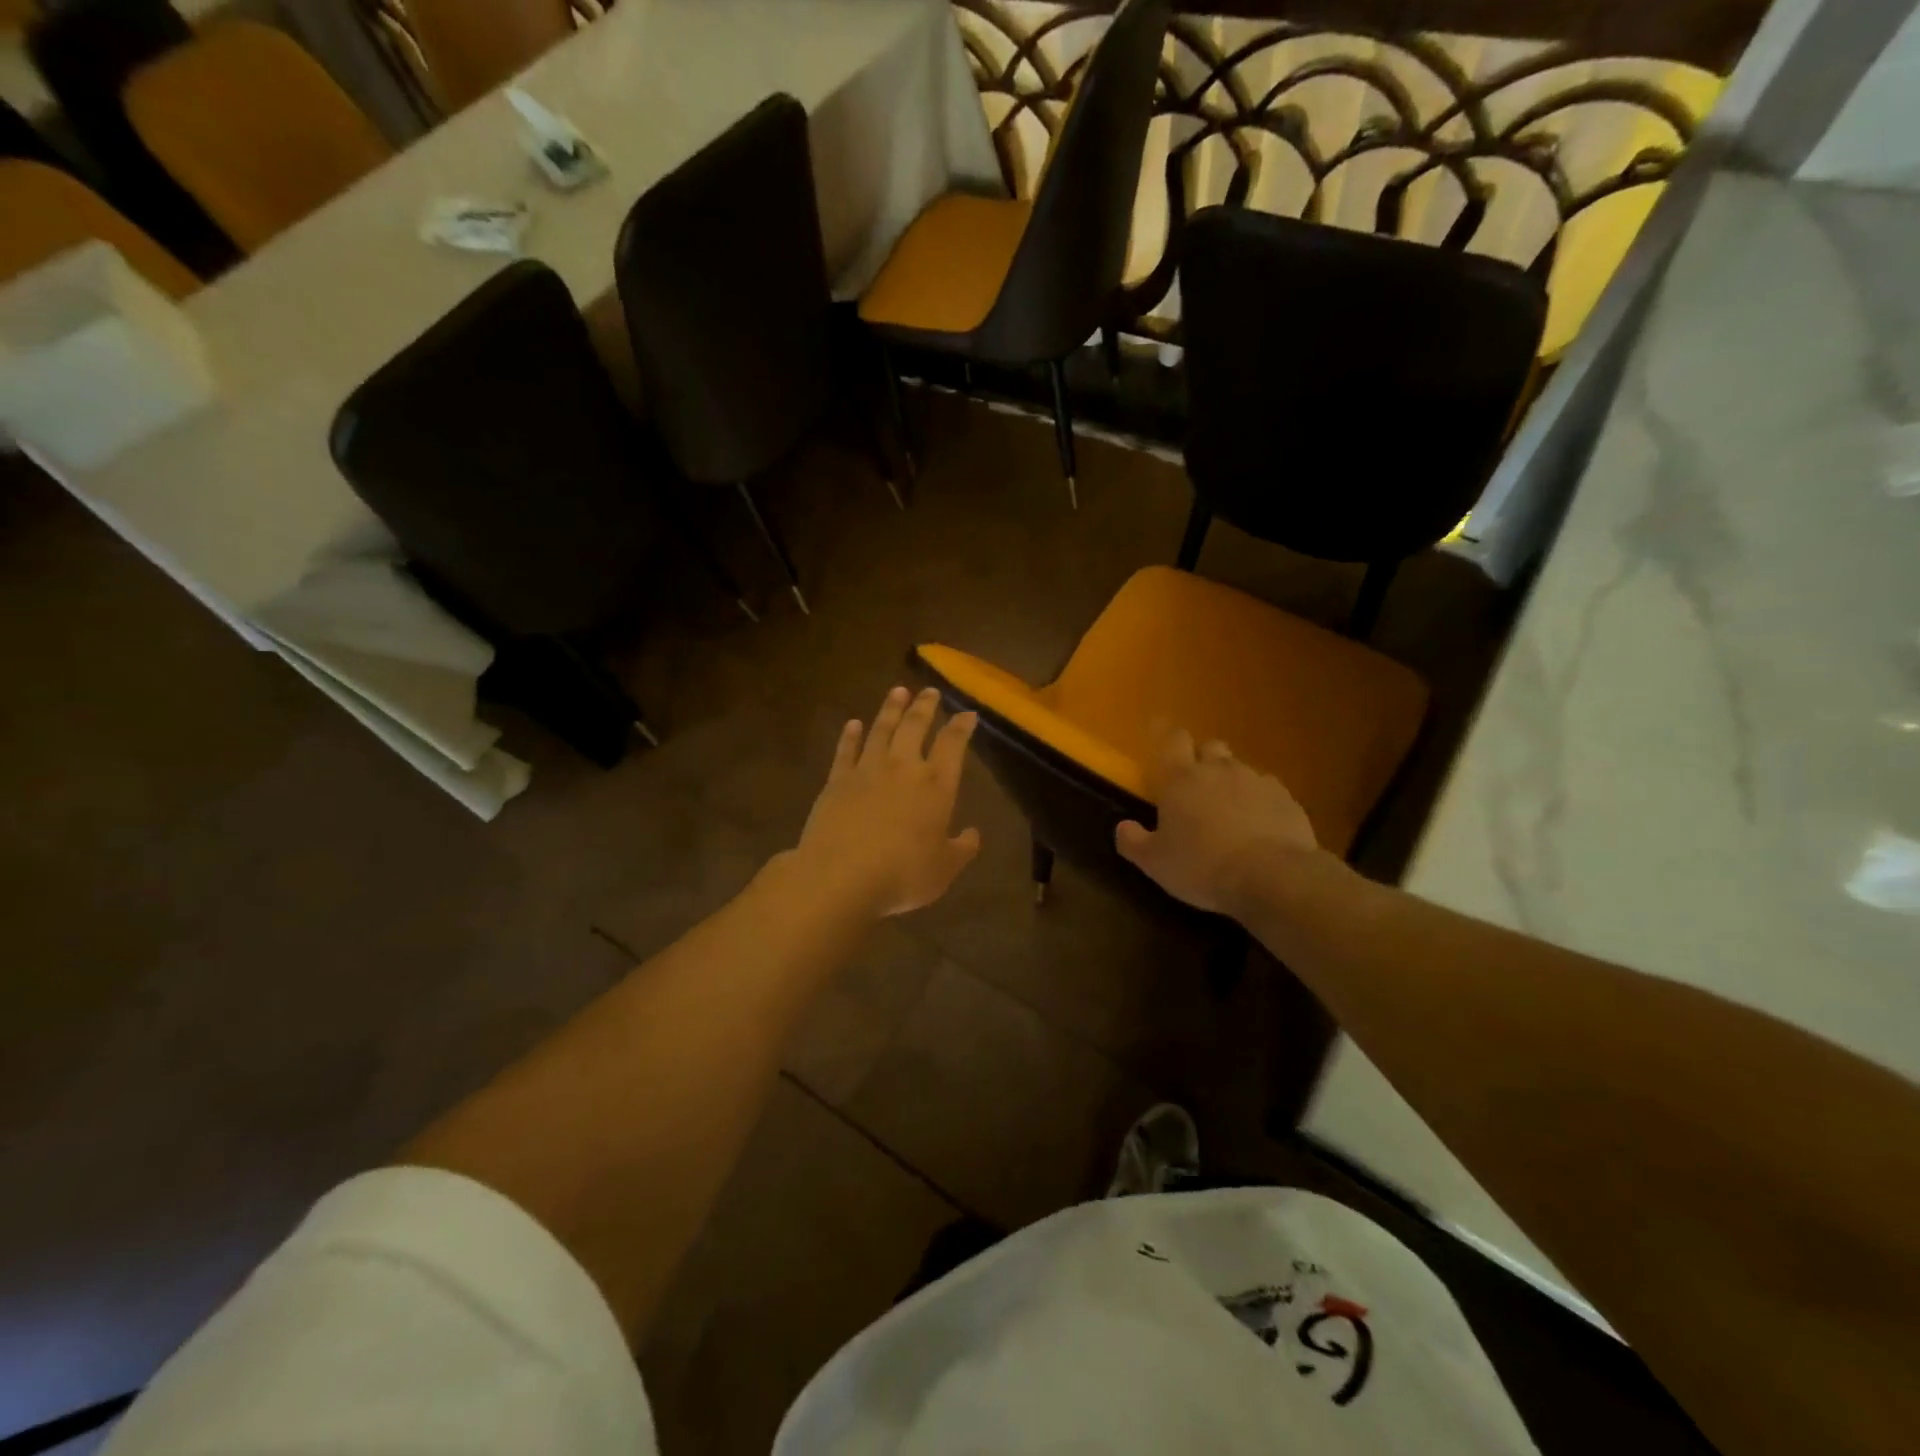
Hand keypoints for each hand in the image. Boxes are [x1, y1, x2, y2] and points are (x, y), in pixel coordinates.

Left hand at [794, 686, 980, 917]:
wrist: (841, 875)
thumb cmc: (902, 874)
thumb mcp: (944, 869)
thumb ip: (962, 849)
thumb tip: (973, 833)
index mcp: (936, 785)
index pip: (953, 745)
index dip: (961, 726)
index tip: (967, 713)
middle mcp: (903, 767)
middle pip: (915, 727)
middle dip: (925, 706)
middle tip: (930, 691)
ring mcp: (867, 770)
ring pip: (882, 729)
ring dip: (891, 709)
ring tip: (898, 691)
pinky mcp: (837, 780)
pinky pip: (846, 750)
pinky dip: (851, 735)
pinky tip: (854, 723)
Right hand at [1115, 728, 1318, 915]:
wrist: (1272, 877)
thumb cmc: (1202, 866)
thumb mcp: (1155, 863)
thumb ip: (1133, 842)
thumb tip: (1122, 827)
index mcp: (1181, 779)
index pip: (1171, 740)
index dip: (1164, 732)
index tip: (1159, 730)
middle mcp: (1218, 770)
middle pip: (1209, 746)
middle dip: (1201, 756)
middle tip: (1194, 780)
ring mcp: (1256, 781)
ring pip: (1240, 768)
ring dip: (1231, 780)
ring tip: (1229, 808)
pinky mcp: (1286, 799)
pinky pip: (1268, 789)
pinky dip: (1259, 799)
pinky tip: (1259, 823)